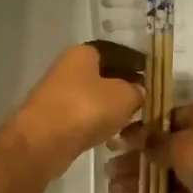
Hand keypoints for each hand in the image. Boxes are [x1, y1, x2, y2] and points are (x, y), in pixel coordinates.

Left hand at [6, 42, 145, 178]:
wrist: (42, 141)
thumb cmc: (86, 108)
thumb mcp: (124, 96)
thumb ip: (136, 90)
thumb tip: (138, 90)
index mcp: (83, 52)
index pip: (115, 51)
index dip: (134, 62)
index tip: (150, 74)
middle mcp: (67, 67)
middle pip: (101, 73)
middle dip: (122, 85)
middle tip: (143, 99)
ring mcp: (56, 93)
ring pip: (91, 96)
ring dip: (109, 106)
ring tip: (131, 119)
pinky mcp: (52, 118)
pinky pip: (81, 115)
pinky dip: (96, 121)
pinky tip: (110, 133)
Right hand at [105, 100, 192, 192]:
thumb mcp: (177, 143)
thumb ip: (153, 141)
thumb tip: (133, 135)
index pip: (168, 118)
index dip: (142, 130)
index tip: (118, 142)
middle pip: (167, 148)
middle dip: (137, 161)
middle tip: (110, 171)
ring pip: (171, 173)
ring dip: (143, 182)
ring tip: (114, 192)